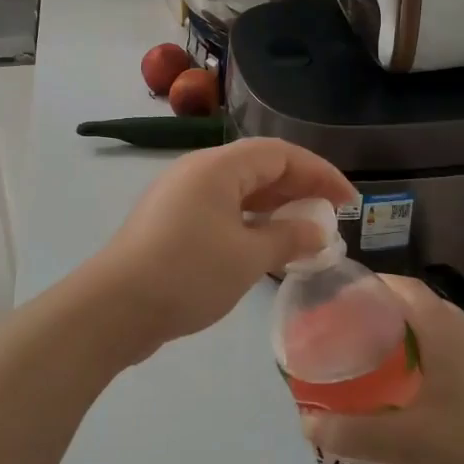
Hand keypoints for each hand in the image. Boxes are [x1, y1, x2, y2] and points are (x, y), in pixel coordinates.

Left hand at [90, 138, 355, 353]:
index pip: (281, 154)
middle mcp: (198, 172)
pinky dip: (250, 225)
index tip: (350, 203)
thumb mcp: (248, 257)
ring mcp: (181, 198)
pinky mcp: (171, 224)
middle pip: (260, 168)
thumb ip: (289, 238)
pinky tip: (267, 249)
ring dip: (276, 210)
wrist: (114, 308)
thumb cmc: (187, 274)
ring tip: (306, 235)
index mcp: (217, 167)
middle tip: (332, 219)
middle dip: (300, 190)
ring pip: (240, 193)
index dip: (320, 173)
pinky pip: (222, 213)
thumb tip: (318, 231)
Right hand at [301, 275, 463, 463]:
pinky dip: (428, 360)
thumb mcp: (407, 444)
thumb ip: (352, 432)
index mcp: (449, 334)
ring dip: (408, 337)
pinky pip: (455, 357)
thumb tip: (306, 422)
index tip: (337, 298)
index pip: (405, 287)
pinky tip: (414, 395)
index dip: (371, 284)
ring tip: (374, 361)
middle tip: (347, 332)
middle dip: (384, 312)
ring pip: (440, 333)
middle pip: (421, 307)